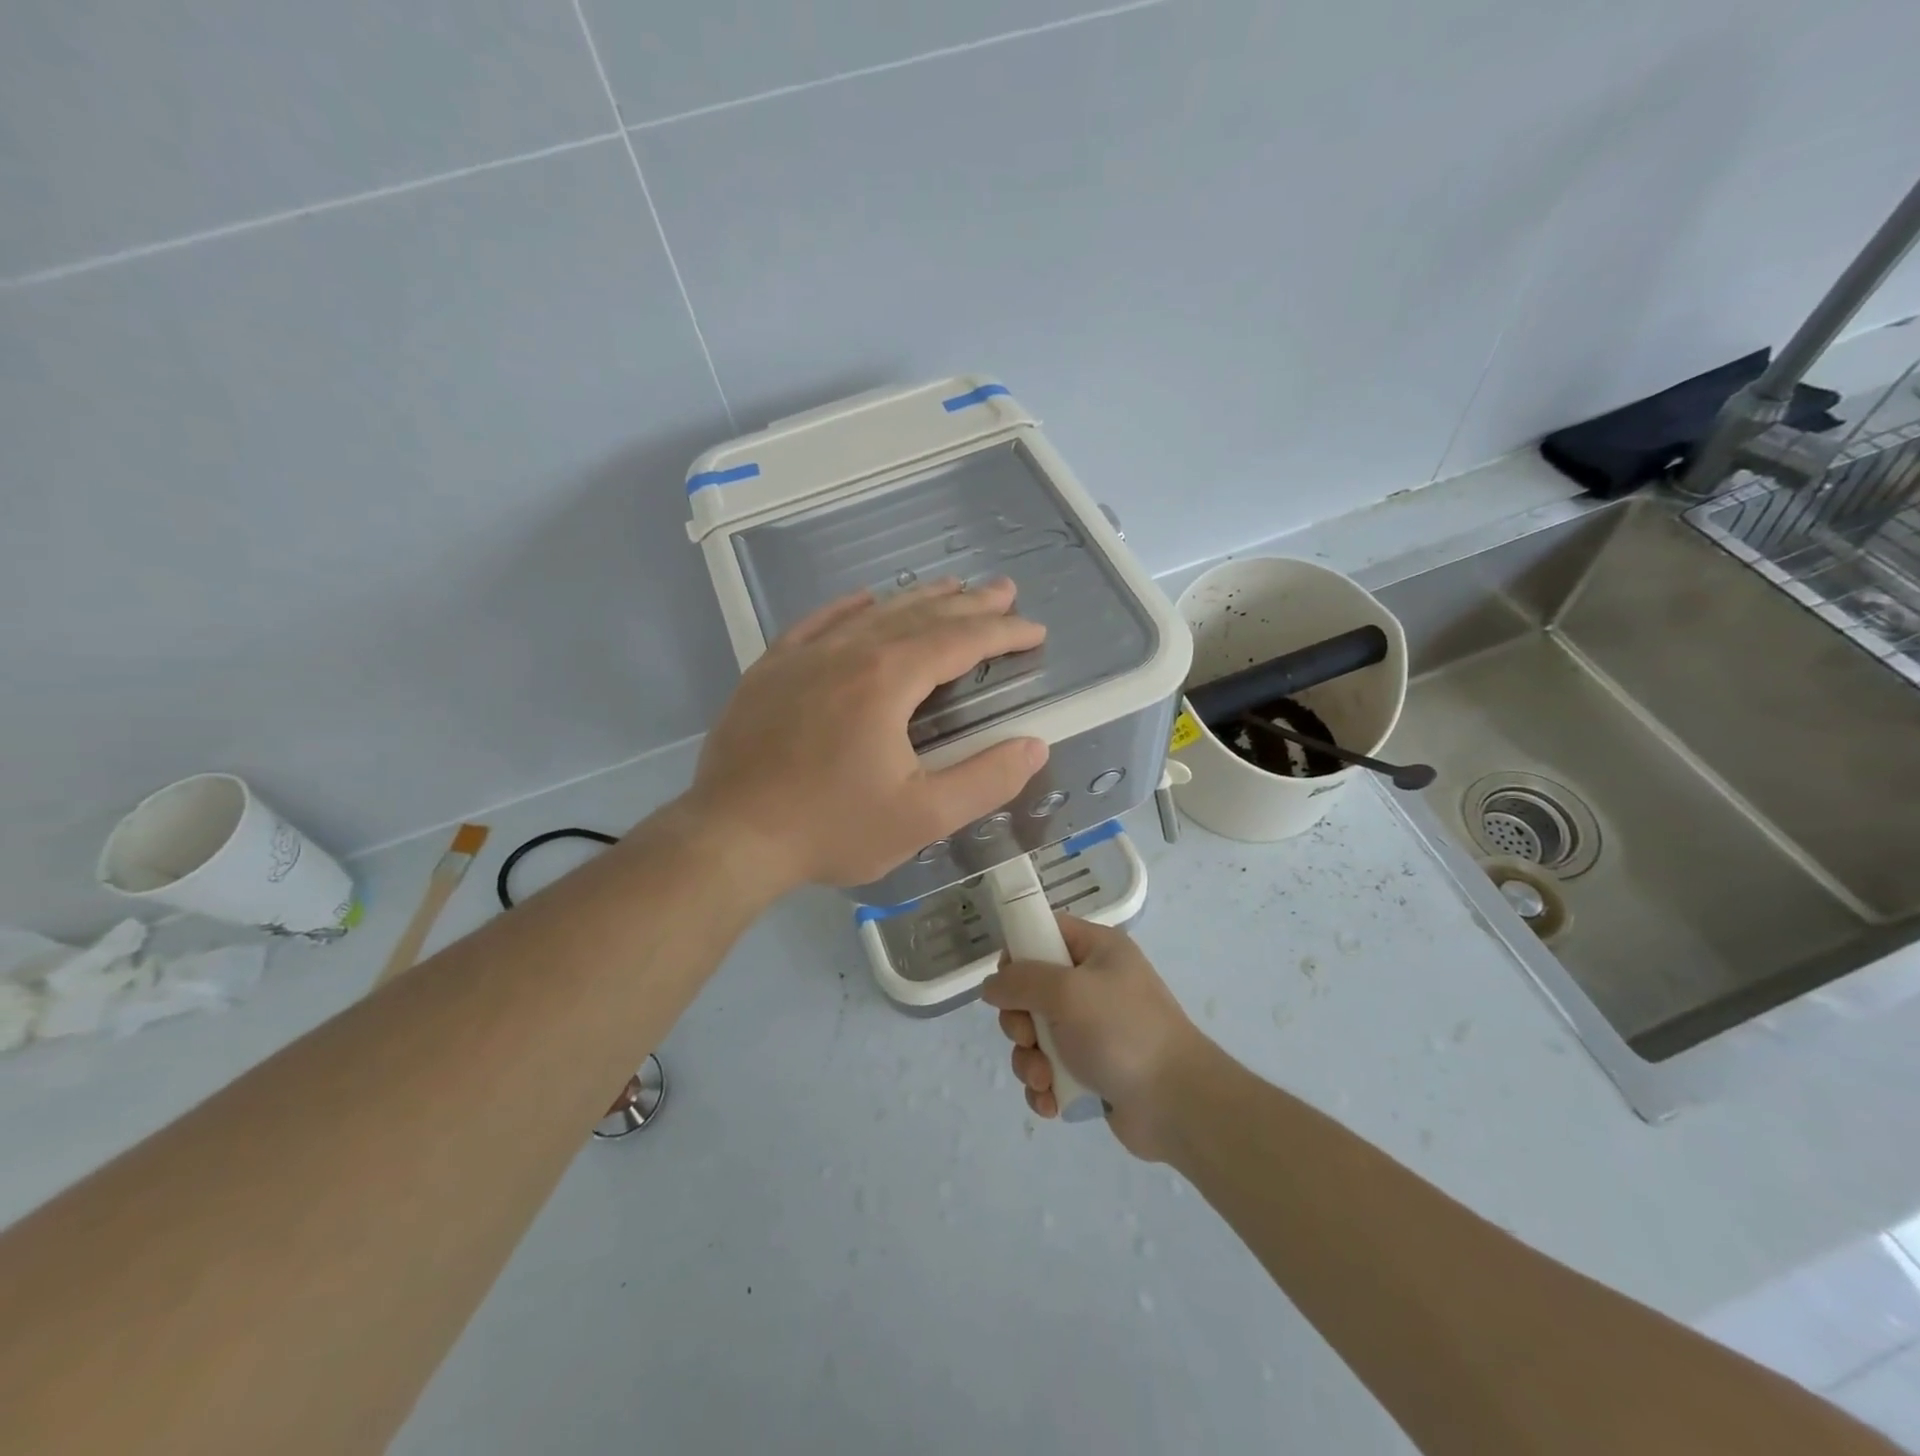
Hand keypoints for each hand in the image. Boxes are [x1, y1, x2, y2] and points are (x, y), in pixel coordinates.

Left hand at [685, 577, 1048, 889]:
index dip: (1002, 633)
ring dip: (917, 599)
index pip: (959, 641)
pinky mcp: (770, 671)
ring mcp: (802, 657)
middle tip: (1004, 591)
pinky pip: (817, 623)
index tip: (1034, 630)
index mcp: (887, 680)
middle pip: (919, 616)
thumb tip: (1034, 745)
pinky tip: (864, 599)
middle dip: (968, 604)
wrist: (730, 837)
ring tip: (950, 588)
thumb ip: (985, 780)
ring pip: (872, 614)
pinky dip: (848, 608)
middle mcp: (847, 653)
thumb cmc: (831, 828)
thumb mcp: (922, 817)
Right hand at [982, 916, 1208, 1161]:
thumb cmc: (1122, 1032)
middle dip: (1020, 1021)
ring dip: (1029, 1060)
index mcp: (1098, 951)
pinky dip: (1044, 1085)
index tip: (1006, 983)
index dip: (1019, 953)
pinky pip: (1050, 1069)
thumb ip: (1021, 981)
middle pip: (1032, 990)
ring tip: (1044, 1079)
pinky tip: (1051, 1101)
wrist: (1178, 1104)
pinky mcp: (1091, 1069)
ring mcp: (1093, 1029)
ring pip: (1036, 1035)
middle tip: (1028, 1038)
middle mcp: (1094, 984)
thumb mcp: (1067, 992)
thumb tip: (991, 986)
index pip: (1046, 932)